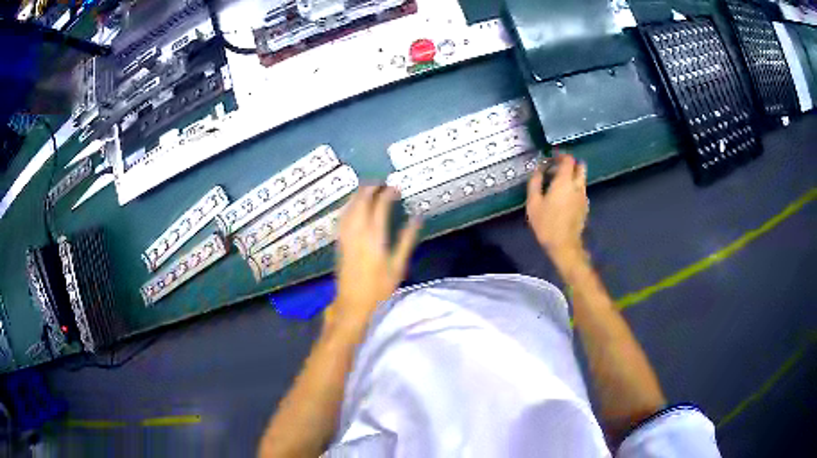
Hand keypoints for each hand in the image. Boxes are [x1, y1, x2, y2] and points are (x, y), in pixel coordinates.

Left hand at [331, 186, 420, 328]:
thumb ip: (406, 240)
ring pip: (349, 208)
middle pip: (361, 202)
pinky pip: (342, 217)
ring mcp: (346, 237)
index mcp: (374, 237)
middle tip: (380, 183)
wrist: (353, 303)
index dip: (387, 194)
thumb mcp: (398, 265)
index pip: (379, 207)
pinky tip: (352, 205)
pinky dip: (348, 206)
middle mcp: (358, 233)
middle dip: (370, 189)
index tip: (395, 188)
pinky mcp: (339, 243)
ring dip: (357, 195)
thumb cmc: (379, 287)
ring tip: (367, 188)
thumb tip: (417, 218)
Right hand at [526, 154, 588, 264]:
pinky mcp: (585, 206)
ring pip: (581, 179)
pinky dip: (574, 188)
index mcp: (565, 181)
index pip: (568, 159)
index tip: (551, 158)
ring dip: (572, 176)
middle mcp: (577, 185)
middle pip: (580, 166)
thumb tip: (537, 170)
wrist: (564, 245)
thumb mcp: (533, 203)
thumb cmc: (546, 224)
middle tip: (557, 169)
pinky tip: (564, 199)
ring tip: (558, 185)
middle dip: (570, 164)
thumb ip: (535, 183)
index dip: (560, 156)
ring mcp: (584, 196)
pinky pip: (581, 190)